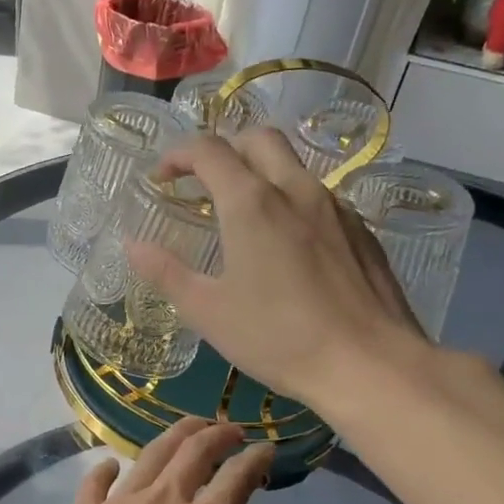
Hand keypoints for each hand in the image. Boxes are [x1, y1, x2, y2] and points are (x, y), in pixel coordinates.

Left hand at [20, 419, 290, 503]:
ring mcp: (118, 502)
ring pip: (152, 453)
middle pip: (193, 451)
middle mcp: (161, 502)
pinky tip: (114, 465)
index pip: (235, 480)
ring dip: (176, 434)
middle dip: (217, 433)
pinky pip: (99, 478)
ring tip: (190, 427)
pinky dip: (110, 467)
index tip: (267, 449)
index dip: (255, 460)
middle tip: (231, 428)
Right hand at [126, 129, 426, 406]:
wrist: (370, 364)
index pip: (208, 150)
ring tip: (242, 214)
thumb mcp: (208, 311)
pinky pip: (318, 196)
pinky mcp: (360, 230)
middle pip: (257, 139)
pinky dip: (290, 200)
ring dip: (260, 172)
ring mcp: (334, 207)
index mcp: (251, 203)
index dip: (177, 155)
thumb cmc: (278, 337)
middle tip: (203, 183)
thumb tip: (132, 246)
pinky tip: (287, 244)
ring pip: (292, 165)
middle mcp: (295, 190)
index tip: (161, 178)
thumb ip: (166, 272)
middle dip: (224, 149)